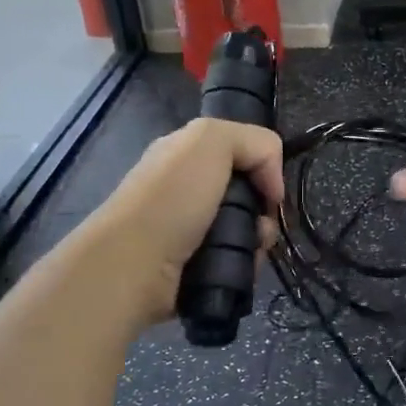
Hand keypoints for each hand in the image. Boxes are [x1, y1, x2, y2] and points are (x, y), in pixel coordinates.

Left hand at [89, 118, 284, 326]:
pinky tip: (240, 265)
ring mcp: (188, 229)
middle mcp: (186, 188)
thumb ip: (254, 142)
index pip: (240, 152)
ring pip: (245, 228)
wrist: (133, 265)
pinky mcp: (193, 265)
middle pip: (247, 193)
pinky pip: (234, 258)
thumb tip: (272, 183)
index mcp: (184, 154)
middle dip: (263, 208)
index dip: (262, 166)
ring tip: (251, 249)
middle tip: (262, 223)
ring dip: (258, 239)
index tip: (268, 188)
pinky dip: (244, 262)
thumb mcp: (211, 140)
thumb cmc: (172, 197)